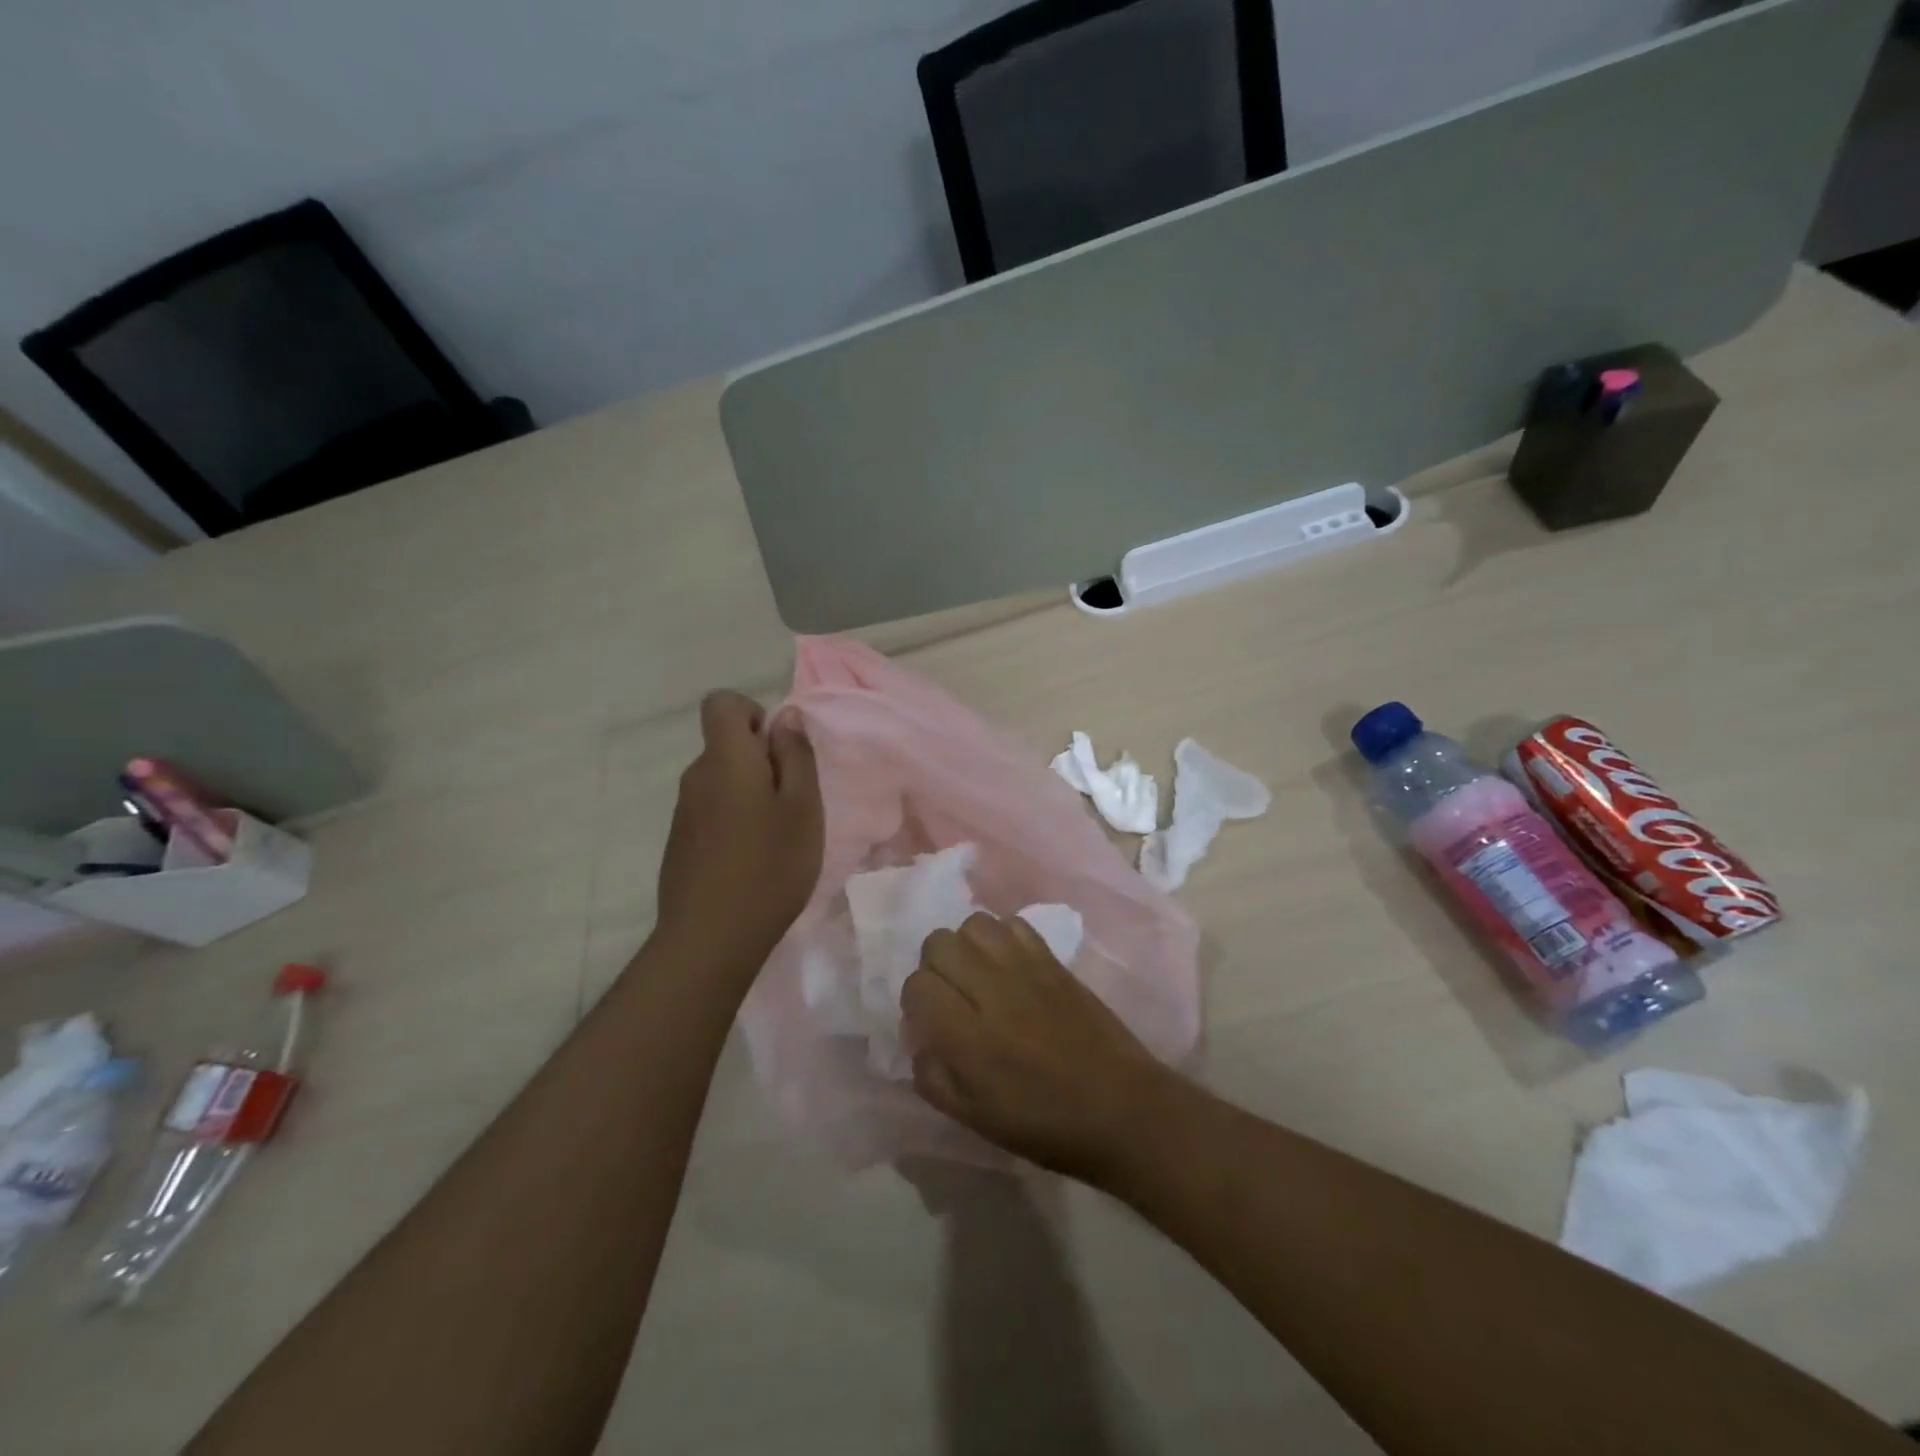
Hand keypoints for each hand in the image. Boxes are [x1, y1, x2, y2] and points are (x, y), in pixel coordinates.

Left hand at [654, 691, 822, 972]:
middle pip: (724, 745)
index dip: (751, 713)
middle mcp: (696, 777)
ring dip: (749, 793)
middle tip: (792, 802)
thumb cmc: (769, 867)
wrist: (710, 939)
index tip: (778, 748)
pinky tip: (752, 860)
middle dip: (760, 760)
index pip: (721, 703)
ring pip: (720, 781)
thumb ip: (796, 756)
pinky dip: (733, 821)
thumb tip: (786, 716)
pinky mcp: (679, 844)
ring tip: (776, 836)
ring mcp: (683, 813)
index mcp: (725, 759)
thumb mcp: (803, 808)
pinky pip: (710, 812)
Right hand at [901, 912, 1179, 1179]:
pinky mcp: (1053, 960)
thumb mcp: (975, 1118)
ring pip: (974, 924)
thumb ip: (934, 1077)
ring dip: (967, 946)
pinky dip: (1003, 937)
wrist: (1120, 1108)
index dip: (915, 1000)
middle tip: (951, 994)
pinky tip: (1009, 965)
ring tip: (978, 973)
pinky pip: (1014, 924)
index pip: (918, 985)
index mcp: (968, 1037)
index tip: (929, 1019)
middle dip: (935, 966)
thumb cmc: (1045, 1124)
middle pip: (939, 943)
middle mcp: (991, 992)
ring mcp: (1025, 969)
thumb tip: (920, 1040)